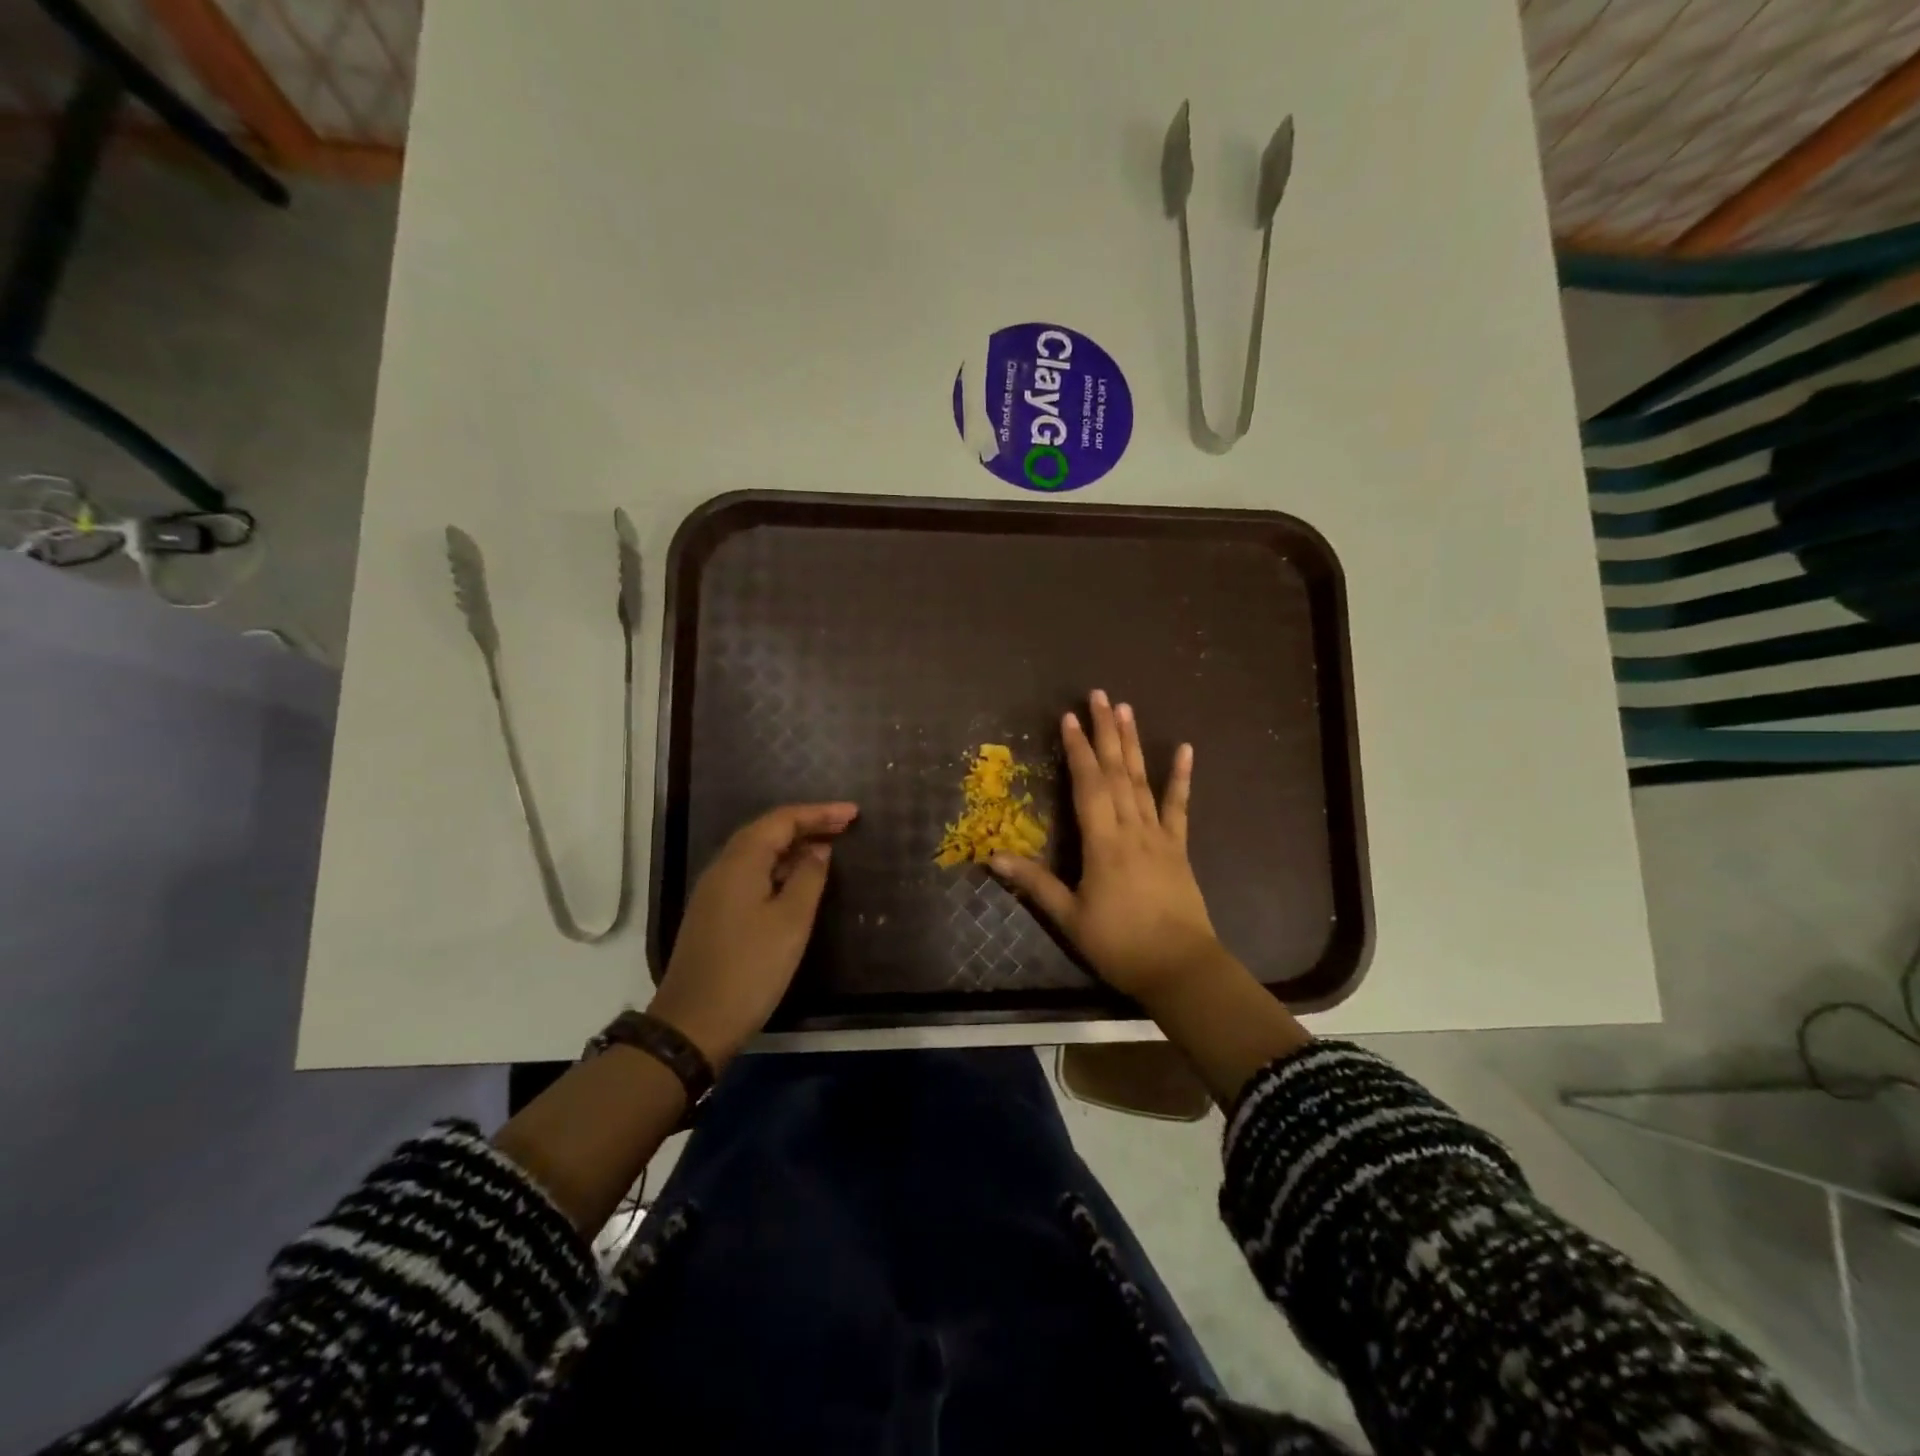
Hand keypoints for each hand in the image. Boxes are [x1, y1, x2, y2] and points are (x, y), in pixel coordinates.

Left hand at [649, 802, 857, 1066]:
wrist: (693, 1024)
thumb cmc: (750, 969)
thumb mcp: (791, 922)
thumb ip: (808, 878)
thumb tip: (819, 849)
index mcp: (740, 862)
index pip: (782, 820)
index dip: (819, 813)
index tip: (854, 814)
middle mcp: (722, 868)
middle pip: (767, 831)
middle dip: (807, 824)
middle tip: (845, 826)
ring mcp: (714, 892)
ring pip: (757, 853)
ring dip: (793, 845)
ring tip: (828, 848)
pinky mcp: (714, 913)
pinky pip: (750, 874)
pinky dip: (778, 867)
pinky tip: (797, 881)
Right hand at [990, 691, 1226, 1002]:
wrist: (1180, 969)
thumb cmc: (1120, 944)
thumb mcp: (1070, 918)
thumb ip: (1034, 883)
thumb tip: (992, 856)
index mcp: (1103, 843)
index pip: (1087, 785)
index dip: (1077, 750)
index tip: (1069, 718)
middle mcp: (1131, 829)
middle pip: (1116, 772)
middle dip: (1105, 732)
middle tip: (1099, 695)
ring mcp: (1159, 836)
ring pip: (1143, 781)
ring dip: (1133, 743)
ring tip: (1126, 709)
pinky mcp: (1178, 848)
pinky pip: (1180, 807)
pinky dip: (1181, 777)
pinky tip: (1185, 749)